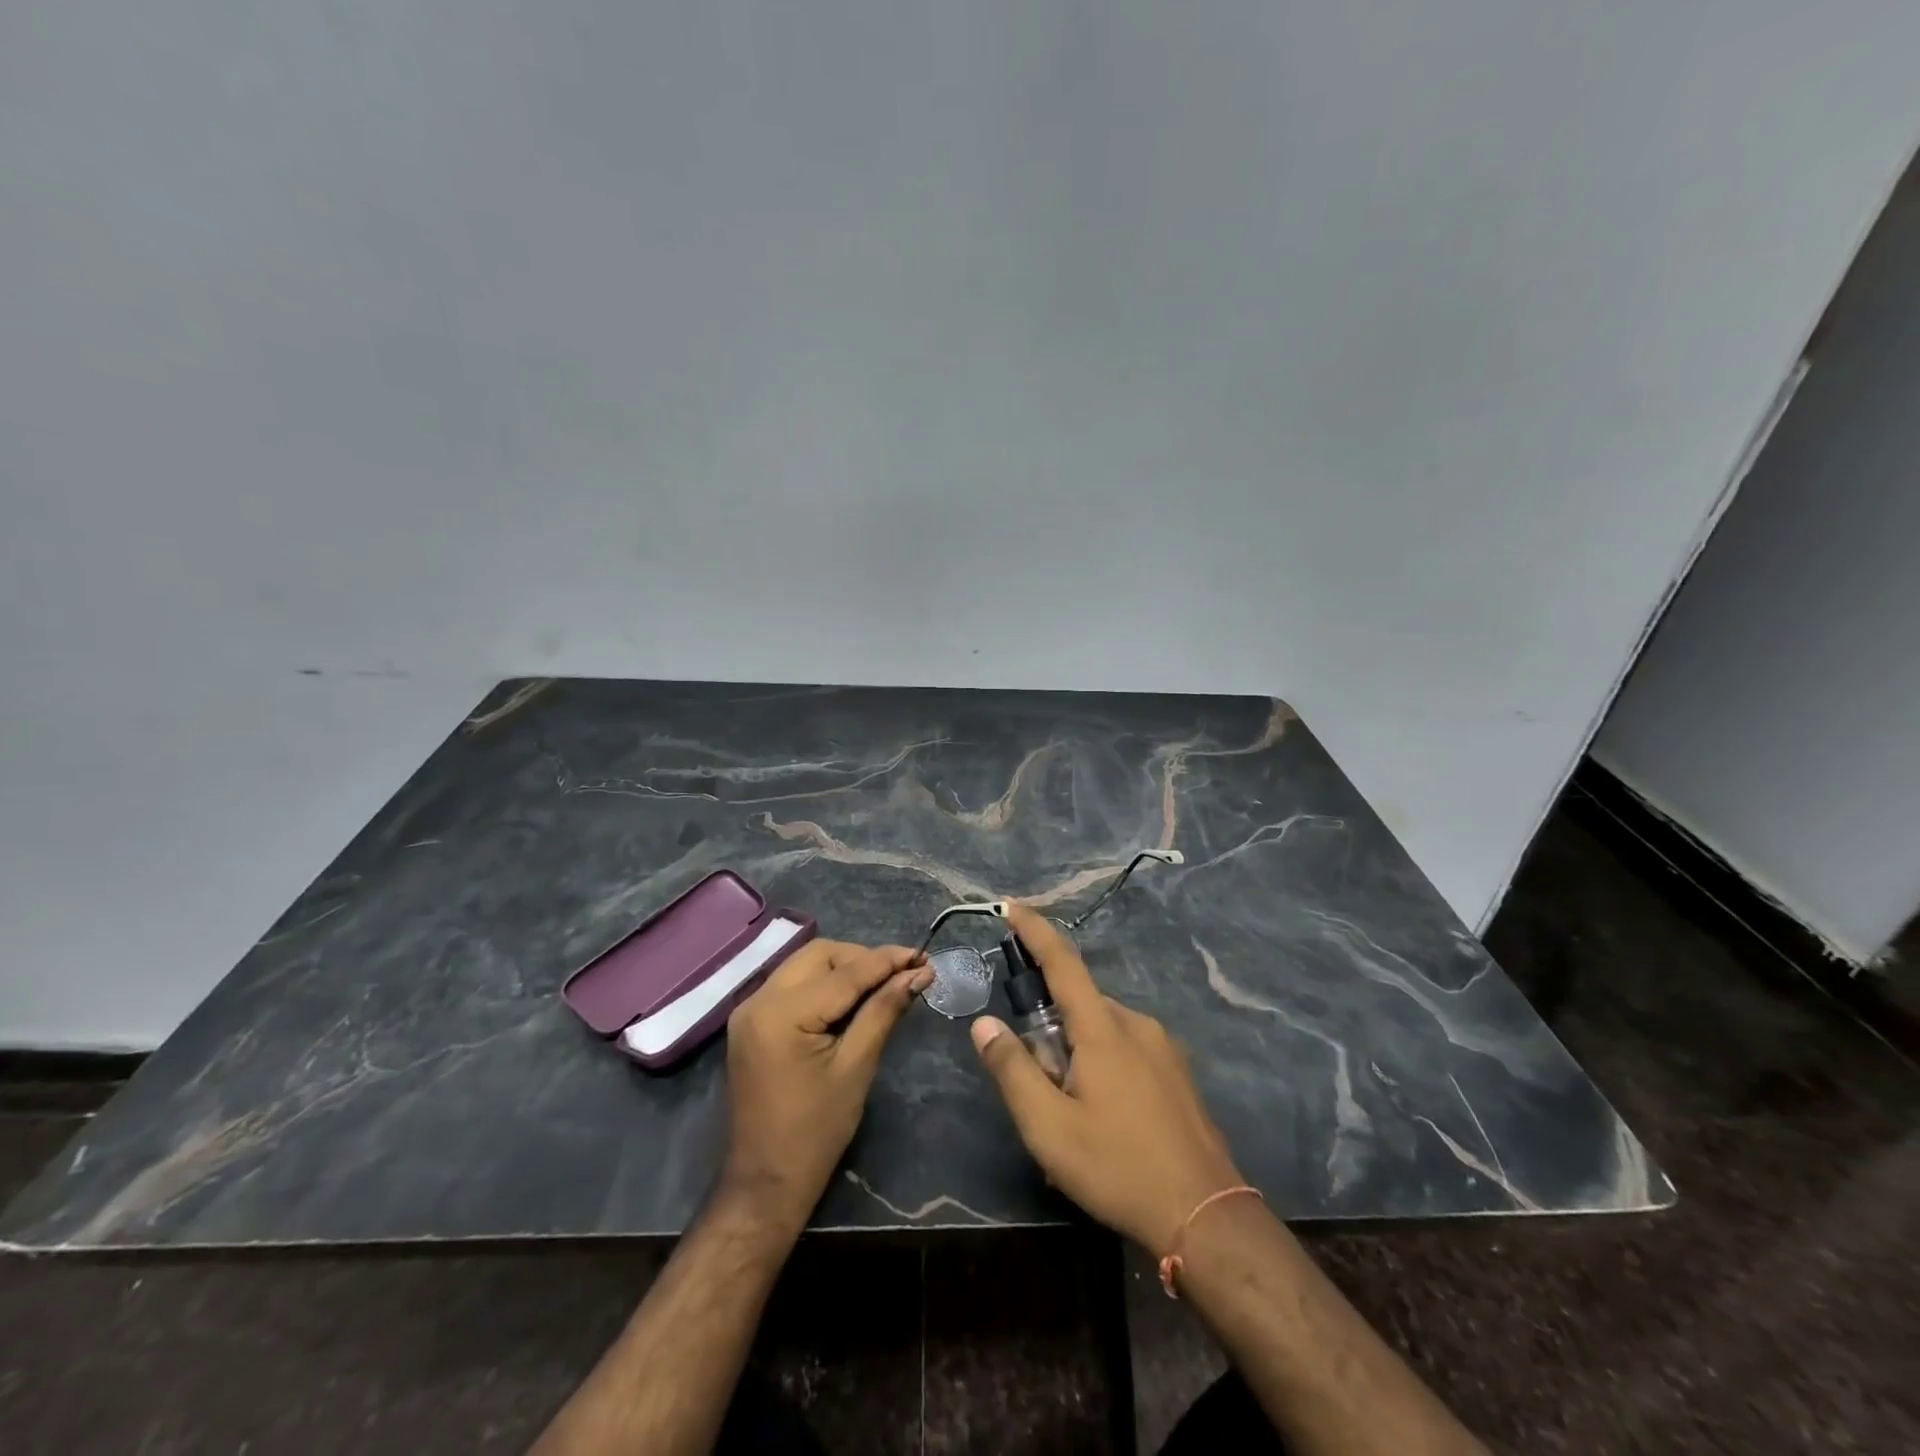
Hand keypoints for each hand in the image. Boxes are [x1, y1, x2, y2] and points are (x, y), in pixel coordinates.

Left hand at [720, 939, 931, 1232]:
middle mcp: (759, 999)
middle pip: (820, 955)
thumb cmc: (816, 1132)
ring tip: (882, 984)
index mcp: (782, 1014)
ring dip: (844, 968)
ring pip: (805, 964)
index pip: (845, 972)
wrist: (766, 1183)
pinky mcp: (752, 1021)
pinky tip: (851, 999)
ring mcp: (750, 1009)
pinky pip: (793, 983)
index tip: (924, 956)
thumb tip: (918, 974)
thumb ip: (884, 1010)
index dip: (887, 960)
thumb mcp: (856, 1067)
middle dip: (863, 959)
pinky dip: (824, 983)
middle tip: (902, 974)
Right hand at [970, 903, 1244, 1252]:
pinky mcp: (1177, 1072)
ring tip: (1071, 1114)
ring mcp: (1163, 1047)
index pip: (1062, 961)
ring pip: (1103, 1029)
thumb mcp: (1049, 1127)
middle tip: (1038, 1083)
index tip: (1011, 907)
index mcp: (1102, 1028)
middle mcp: (1135, 1023)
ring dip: (1077, 1052)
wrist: (1207, 1216)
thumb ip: (1012, 1069)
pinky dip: (1104, 1065)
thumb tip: (984, 1023)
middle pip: (1079, 1003)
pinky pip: (1128, 1049)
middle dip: (1050, 1026)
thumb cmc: (1118, 1168)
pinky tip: (1105, 1120)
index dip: (1034, 930)